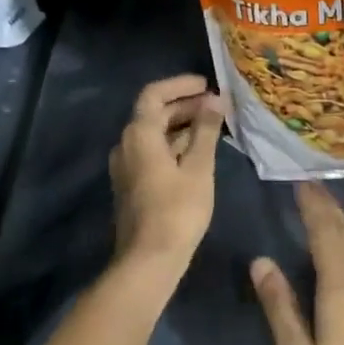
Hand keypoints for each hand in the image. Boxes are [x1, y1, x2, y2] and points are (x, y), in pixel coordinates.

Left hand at [109, 74, 223, 278]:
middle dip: (185, 105)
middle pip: (154, 113)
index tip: (207, 84)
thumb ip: (206, 130)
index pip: (154, 94)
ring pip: (154, 134)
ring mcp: (127, 166)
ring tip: (214, 126)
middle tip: (217, 105)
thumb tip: (215, 99)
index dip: (180, 85)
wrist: (149, 260)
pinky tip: (199, 152)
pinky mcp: (133, 184)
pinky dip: (175, 144)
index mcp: (139, 134)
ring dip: (182, 125)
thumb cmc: (177, 210)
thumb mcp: (199, 167)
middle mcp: (126, 144)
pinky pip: (153, 152)